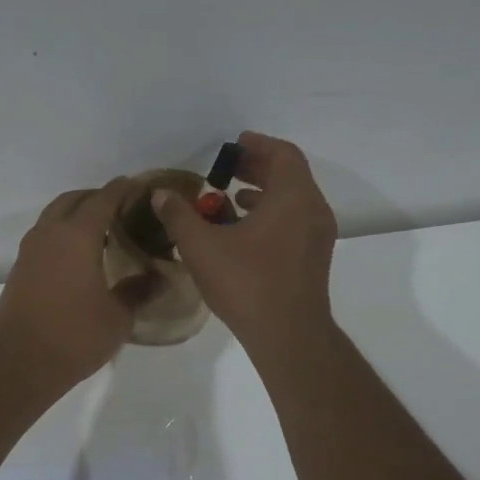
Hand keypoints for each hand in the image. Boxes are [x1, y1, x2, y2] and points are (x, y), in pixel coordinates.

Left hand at [0, 178, 138, 393]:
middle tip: (122, 209)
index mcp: (78, 235)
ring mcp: (30, 249)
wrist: (18, 362)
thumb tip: (158, 277)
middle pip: (74, 199)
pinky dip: (63, 232)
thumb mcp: (118, 317)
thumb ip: (138, 291)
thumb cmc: (74, 336)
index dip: (123, 190)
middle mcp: (51, 233)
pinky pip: (45, 235)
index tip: (140, 186)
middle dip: (97, 197)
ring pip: (54, 215)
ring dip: (76, 214)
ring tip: (102, 230)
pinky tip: (79, 254)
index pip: (104, 199)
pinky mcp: (20, 268)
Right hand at [152, 131, 338, 356]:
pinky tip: (242, 231)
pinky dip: (271, 215)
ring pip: (292, 200)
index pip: (282, 154)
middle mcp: (313, 210)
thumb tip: (161, 194)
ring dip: (263, 193)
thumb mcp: (202, 247)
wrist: (288, 335)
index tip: (234, 144)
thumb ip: (180, 216)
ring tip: (230, 198)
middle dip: (257, 167)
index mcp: (293, 197)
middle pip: (289, 175)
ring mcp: (318, 236)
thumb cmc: (247, 283)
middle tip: (227, 168)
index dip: (257, 145)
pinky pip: (294, 221)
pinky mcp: (314, 258)